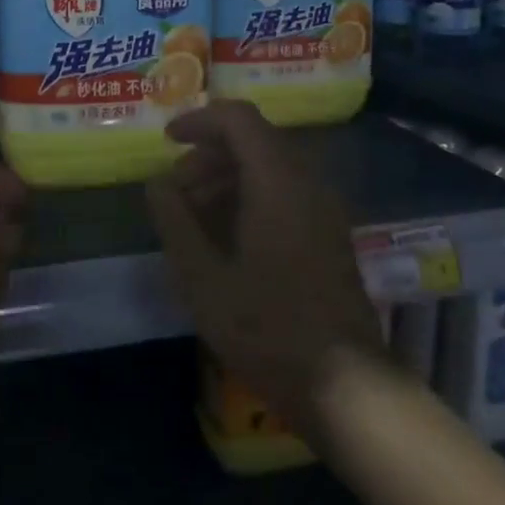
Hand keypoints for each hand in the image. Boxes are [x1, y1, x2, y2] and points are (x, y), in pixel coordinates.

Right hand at [147, 102, 382, 439]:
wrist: (346, 385)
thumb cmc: (267, 327)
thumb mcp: (203, 277)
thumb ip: (175, 220)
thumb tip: (158, 182)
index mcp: (277, 181)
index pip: (239, 119)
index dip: (199, 120)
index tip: (167, 141)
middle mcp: (306, 183)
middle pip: (253, 141)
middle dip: (207, 156)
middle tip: (174, 192)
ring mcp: (324, 209)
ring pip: (268, 168)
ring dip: (226, 178)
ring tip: (193, 217)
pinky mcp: (329, 234)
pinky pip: (285, 193)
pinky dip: (249, 197)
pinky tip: (226, 238)